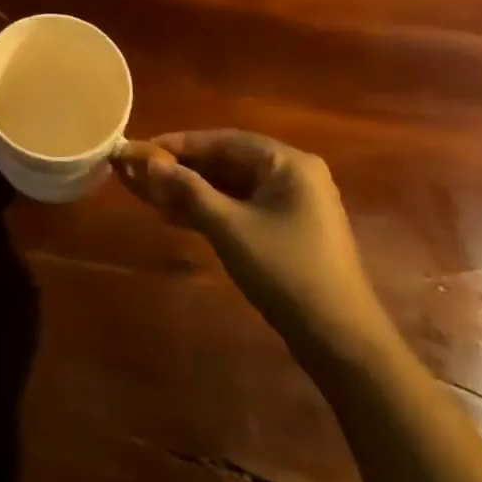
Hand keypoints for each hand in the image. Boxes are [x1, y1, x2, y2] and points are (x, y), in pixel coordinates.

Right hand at [116, 130, 391, 362]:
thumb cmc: (286, 272)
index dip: (178, 144)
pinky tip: (176, 218)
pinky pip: (241, 206)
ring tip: (150, 196)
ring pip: (231, 185)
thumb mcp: (229, 227)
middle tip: (141, 175)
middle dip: (182, 169)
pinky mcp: (288, 229)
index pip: (222, 140)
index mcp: (288, 162)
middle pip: (226, 161)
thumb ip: (188, 189)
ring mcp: (293, 203)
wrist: (341, 342)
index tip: (140, 150)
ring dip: (192, 191)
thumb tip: (148, 162)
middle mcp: (293, 174)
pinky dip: (210, 210)